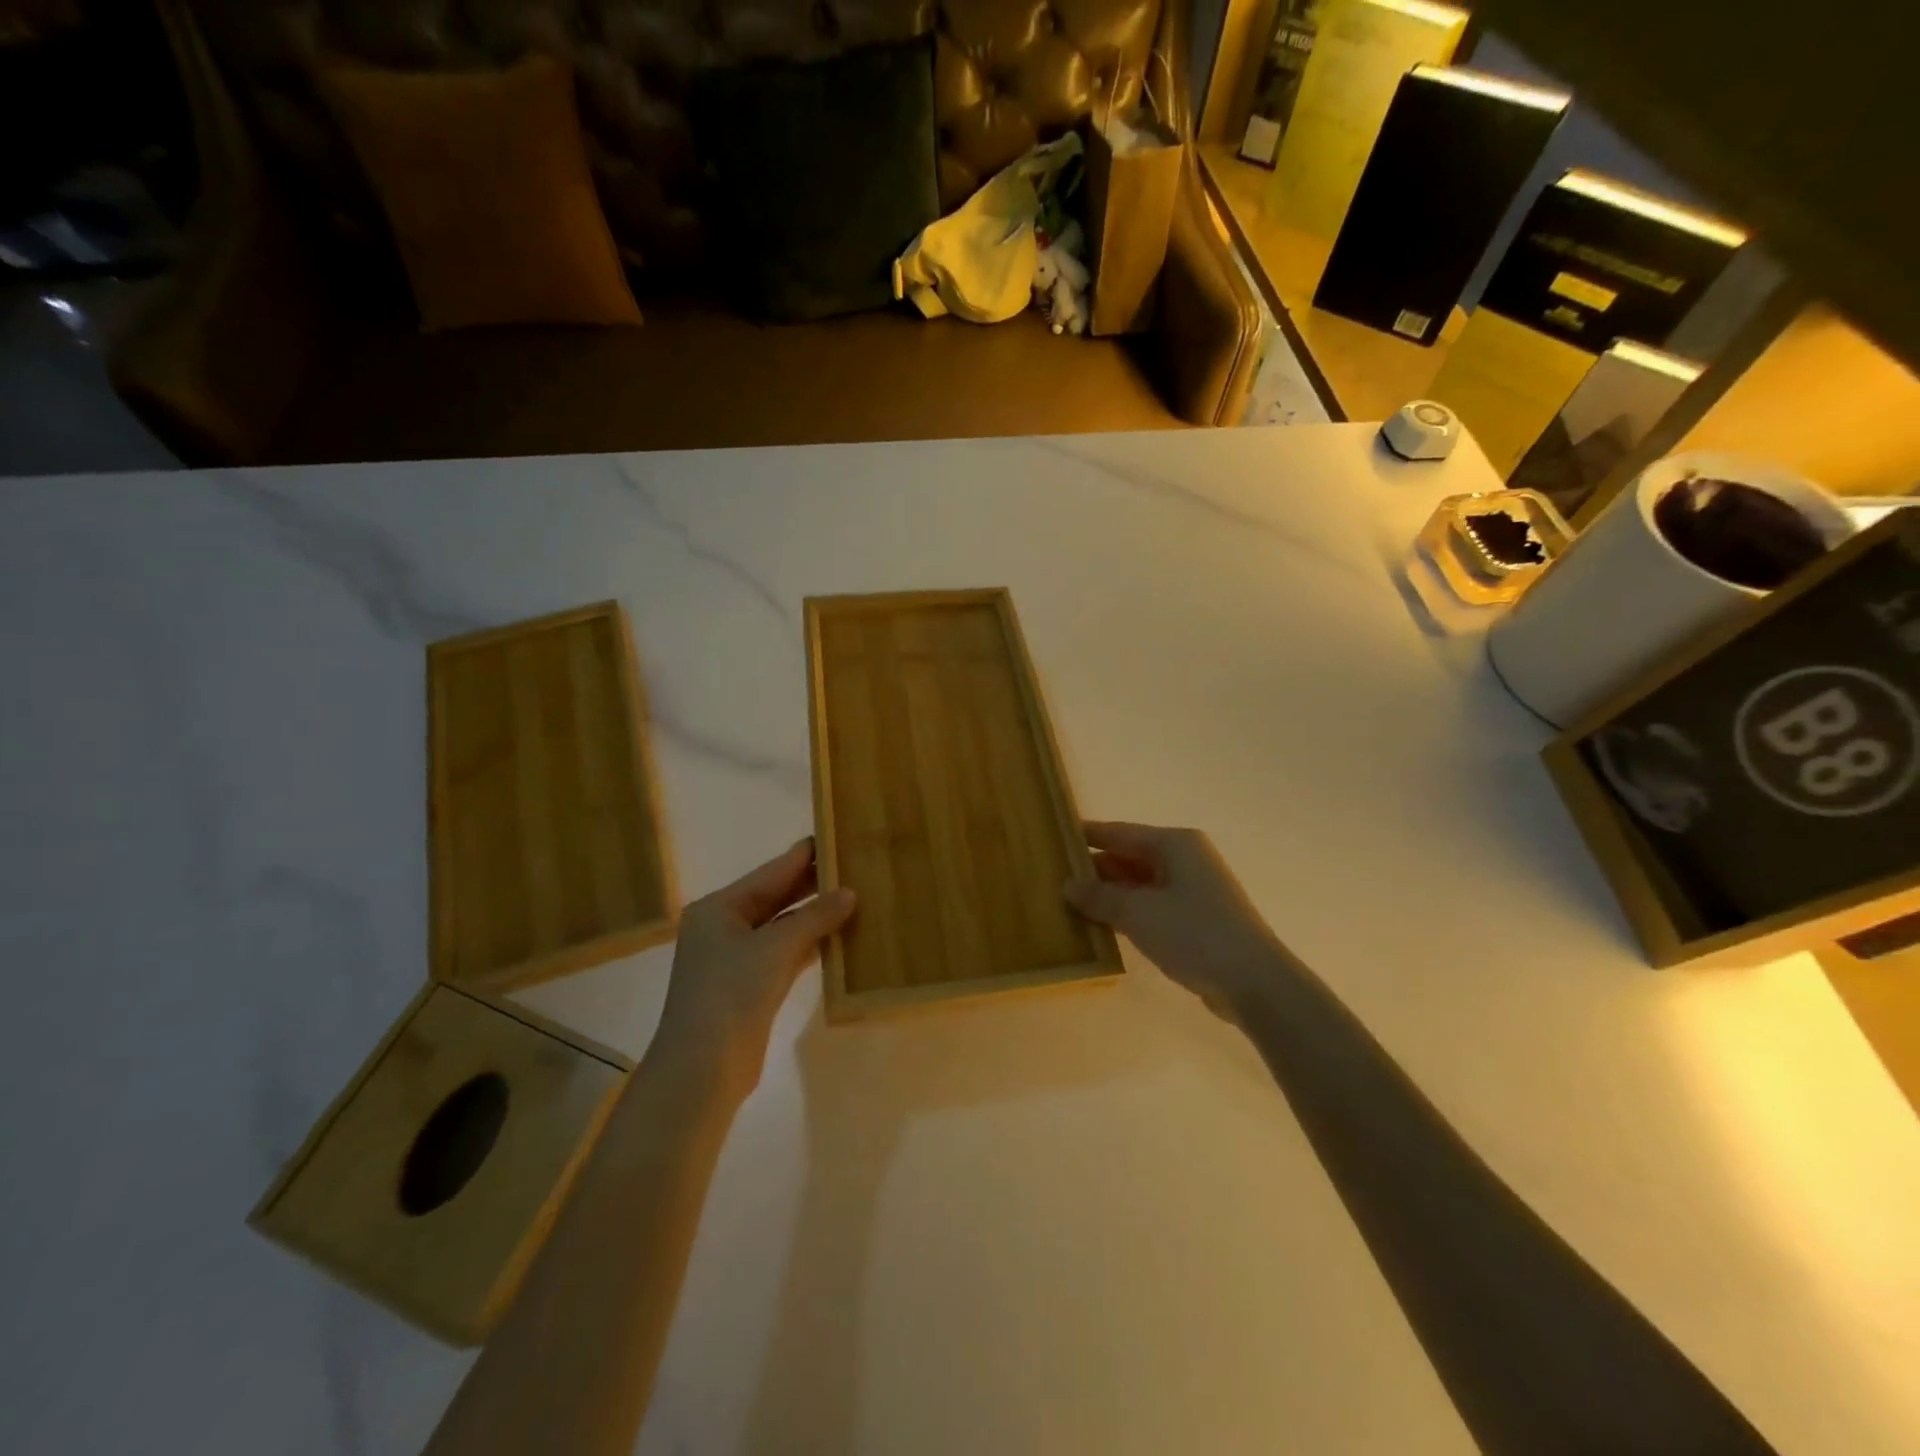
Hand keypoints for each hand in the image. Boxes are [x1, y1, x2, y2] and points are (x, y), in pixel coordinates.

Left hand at [653, 838, 855, 1100]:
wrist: (702, 1068)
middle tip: (853, 865)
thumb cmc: (732, 994)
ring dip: (814, 915)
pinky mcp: (750, 986)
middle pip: (776, 897)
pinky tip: (839, 936)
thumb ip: (814, 917)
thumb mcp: (776, 948)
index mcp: (719, 908)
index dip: (804, 856)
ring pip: (782, 926)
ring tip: (855, 895)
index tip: (836, 836)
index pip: (770, 872)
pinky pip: (785, 953)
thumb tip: (849, 892)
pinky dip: (810, 944)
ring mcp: (736, 958)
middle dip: (812, 885)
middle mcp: (724, 927)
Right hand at [1064, 822, 1285, 1021]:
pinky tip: (1102, 926)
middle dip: (1094, 868)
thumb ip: (1099, 896)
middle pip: (1129, 856)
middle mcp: (1185, 859)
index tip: (1054, 836)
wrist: (1254, 982)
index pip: (1119, 832)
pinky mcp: (1197, 919)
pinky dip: (1128, 912)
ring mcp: (1193, 889)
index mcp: (1174, 844)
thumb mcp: (1137, 913)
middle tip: (1053, 877)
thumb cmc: (1194, 934)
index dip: (1086, 835)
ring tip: (1069, 903)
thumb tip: (1068, 885)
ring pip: (1139, 883)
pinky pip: (1152, 906)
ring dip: (1109, 894)